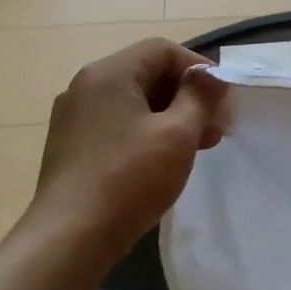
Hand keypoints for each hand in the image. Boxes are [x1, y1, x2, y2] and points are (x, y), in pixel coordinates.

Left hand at [31, 39, 227, 264]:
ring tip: (197, 147)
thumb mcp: (178, 134)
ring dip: (170, 116)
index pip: (162, 50)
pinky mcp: (71, 145)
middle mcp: (86, 86)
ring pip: (133, 101)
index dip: (198, 68)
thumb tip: (212, 77)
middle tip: (216, 127)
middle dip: (187, 95)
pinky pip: (116, 123)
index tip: (222, 99)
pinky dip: (146, 132)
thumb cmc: (129, 179)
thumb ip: (200, 97)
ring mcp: (73, 117)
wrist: (68, 239)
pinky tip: (163, 160)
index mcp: (109, 73)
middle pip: (147, 73)